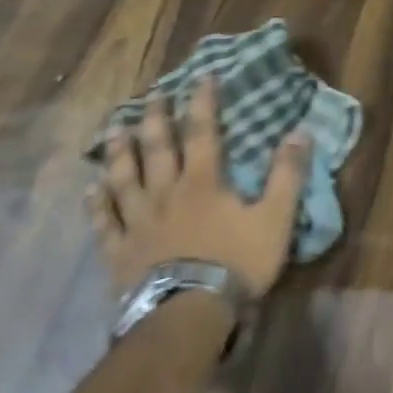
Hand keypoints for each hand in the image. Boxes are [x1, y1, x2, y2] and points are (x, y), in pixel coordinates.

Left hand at [88, 76, 312, 297]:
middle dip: (155, 118)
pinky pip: (103, 222)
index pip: (202, 132)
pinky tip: (92, 190)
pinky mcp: (119, 252)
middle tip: (151, 95)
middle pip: (156, 148)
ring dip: (120, 152)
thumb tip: (301, 132)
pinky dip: (97, 203)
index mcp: (203, 182)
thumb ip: (287, 174)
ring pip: (124, 178)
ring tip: (114, 130)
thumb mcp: (275, 217)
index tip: (200, 76)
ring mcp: (137, 222)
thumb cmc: (235, 263)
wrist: (186, 315)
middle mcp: (165, 193)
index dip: (202, 102)